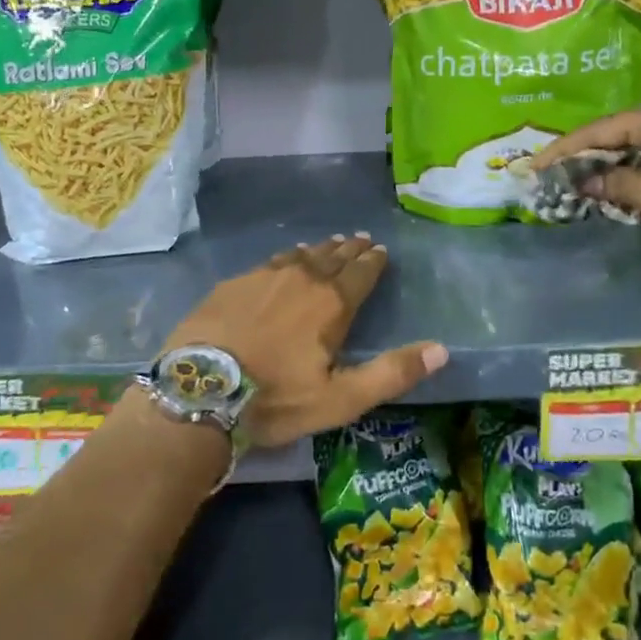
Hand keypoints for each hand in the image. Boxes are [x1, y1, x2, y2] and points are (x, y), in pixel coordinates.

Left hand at [164, 234, 447, 447]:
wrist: (198, 390)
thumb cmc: (275, 399)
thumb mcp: (340, 399)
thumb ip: (391, 373)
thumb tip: (442, 349)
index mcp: (331, 304)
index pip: (361, 273)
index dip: (374, 261)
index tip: (381, 250)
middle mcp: (302, 279)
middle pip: (333, 257)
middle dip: (350, 249)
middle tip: (361, 239)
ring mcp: (264, 277)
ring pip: (301, 256)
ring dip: (320, 250)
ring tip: (330, 244)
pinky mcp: (234, 283)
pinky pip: (271, 262)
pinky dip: (287, 258)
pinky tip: (285, 260)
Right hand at [530, 104, 640, 247]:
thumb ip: (617, 185)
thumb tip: (586, 183)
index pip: (598, 131)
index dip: (564, 149)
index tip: (536, 165)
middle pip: (613, 134)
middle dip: (582, 155)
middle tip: (552, 171)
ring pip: (632, 148)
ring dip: (605, 164)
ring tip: (575, 179)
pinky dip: (628, 171)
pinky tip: (612, 185)